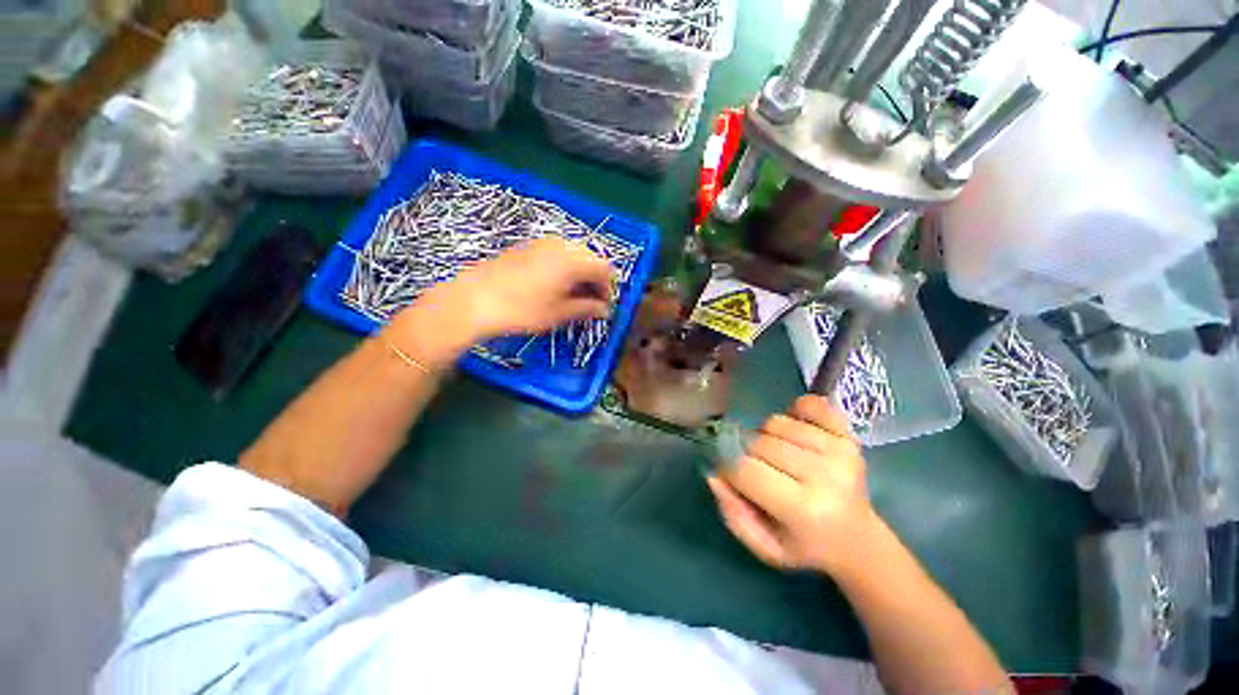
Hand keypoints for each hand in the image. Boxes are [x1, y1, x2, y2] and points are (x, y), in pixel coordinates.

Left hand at [390, 237, 614, 357]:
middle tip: (590, 303)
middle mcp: (562, 244)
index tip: (603, 307)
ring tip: (572, 297)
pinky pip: (557, 254)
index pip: (605, 270)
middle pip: (591, 259)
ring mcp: (543, 243)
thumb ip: (587, 309)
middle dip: (594, 281)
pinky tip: (554, 287)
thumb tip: (604, 310)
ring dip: (580, 275)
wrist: (473, 300)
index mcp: (574, 259)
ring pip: (574, 255)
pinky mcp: (528, 246)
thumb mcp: (559, 314)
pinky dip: (564, 269)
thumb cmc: (521, 310)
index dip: (608, 290)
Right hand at [707, 395, 878, 575]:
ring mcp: (840, 451)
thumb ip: (734, 513)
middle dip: (749, 454)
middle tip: (762, 471)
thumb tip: (714, 474)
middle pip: (759, 442)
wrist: (858, 540)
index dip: (730, 470)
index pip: (745, 469)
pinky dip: (796, 410)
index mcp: (803, 509)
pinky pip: (811, 404)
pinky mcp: (849, 435)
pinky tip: (797, 430)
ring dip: (769, 436)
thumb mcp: (764, 547)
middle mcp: (825, 475)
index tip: (734, 478)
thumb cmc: (805, 546)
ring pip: (776, 422)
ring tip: (781, 456)